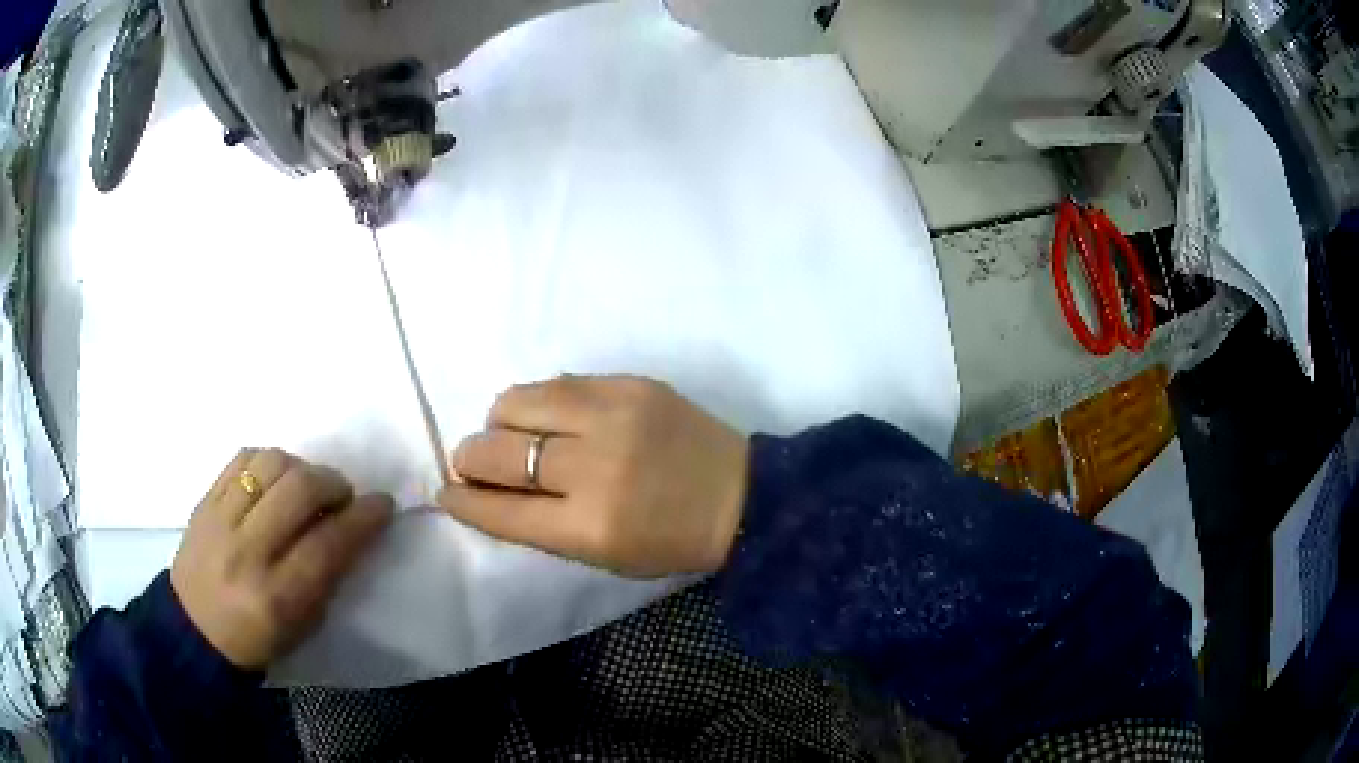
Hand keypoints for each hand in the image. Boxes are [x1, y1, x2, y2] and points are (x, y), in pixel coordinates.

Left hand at [170, 449, 394, 668]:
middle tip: (342, 495)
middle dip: (333, 483)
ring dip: (301, 467)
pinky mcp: (204, 500)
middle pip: (299, 490)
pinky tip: (276, 479)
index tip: (382, 503)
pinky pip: (242, 458)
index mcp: (278, 597)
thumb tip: (354, 528)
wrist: (194, 629)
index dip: (363, 518)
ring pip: (270, 463)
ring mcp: (220, 520)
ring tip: (306, 486)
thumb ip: (328, 577)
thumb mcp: (304, 626)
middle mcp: (247, 552)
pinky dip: (269, 461)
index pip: (328, 543)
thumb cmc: (258, 639)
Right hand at [439, 375, 749, 578]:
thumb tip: (482, 492)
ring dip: (499, 422)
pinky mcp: (629, 383)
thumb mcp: (602, 556)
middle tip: (473, 462)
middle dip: (470, 458)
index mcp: (590, 527)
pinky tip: (551, 417)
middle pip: (496, 451)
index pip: (499, 509)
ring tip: (512, 435)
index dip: (462, 499)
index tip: (446, 491)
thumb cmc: (670, 540)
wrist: (741, 494)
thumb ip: (537, 526)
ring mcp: (613, 416)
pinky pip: (555, 382)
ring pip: (516, 402)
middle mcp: (595, 468)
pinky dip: (538, 403)